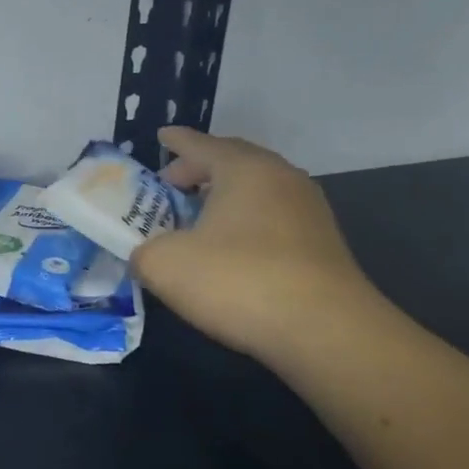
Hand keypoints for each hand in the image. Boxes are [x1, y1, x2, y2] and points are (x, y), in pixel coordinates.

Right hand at [130, 126, 380, 359]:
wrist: (325, 331)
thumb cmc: (238, 280)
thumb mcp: (164, 264)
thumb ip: (142, 251)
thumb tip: (146, 255)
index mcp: (243, 168)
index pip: (200, 144)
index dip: (176, 141)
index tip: (161, 137)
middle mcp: (280, 177)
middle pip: (233, 162)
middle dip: (199, 169)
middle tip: (171, 184)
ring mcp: (308, 210)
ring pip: (256, 190)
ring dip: (224, 197)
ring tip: (197, 218)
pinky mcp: (322, 244)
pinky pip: (273, 217)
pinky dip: (246, 222)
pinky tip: (230, 249)